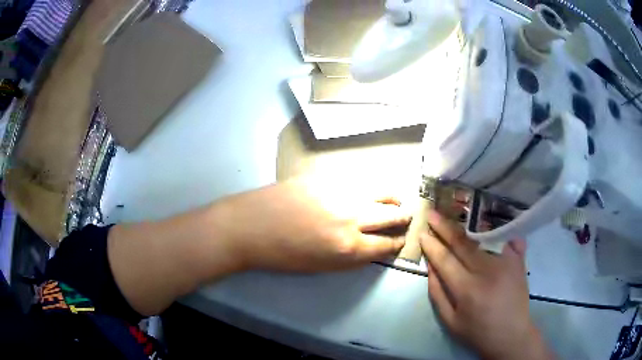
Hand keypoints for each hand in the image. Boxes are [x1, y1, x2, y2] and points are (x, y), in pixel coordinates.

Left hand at [214, 177, 411, 271]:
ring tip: (396, 200)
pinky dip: (370, 186)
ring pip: (380, 192)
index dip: (397, 243)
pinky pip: (358, 180)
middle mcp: (352, 218)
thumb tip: (370, 247)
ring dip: (392, 198)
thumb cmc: (281, 255)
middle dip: (403, 218)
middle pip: (390, 216)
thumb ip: (351, 258)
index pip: (386, 245)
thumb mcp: (321, 266)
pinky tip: (370, 188)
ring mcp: (341, 192)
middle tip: (407, 217)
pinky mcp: (327, 176)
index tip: (401, 240)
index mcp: (349, 247)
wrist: (249, 226)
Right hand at [420, 211, 553, 359]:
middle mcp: (487, 271)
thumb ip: (437, 293)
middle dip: (445, 227)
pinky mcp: (518, 261)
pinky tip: (486, 222)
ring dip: (466, 226)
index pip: (445, 259)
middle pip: (463, 243)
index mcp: (467, 289)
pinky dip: (495, 230)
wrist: (511, 335)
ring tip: (454, 215)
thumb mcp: (450, 321)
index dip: (432, 244)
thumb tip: (430, 266)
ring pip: (482, 237)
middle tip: (432, 213)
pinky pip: (505, 238)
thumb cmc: (477, 332)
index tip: (422, 232)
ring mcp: (505, 262)